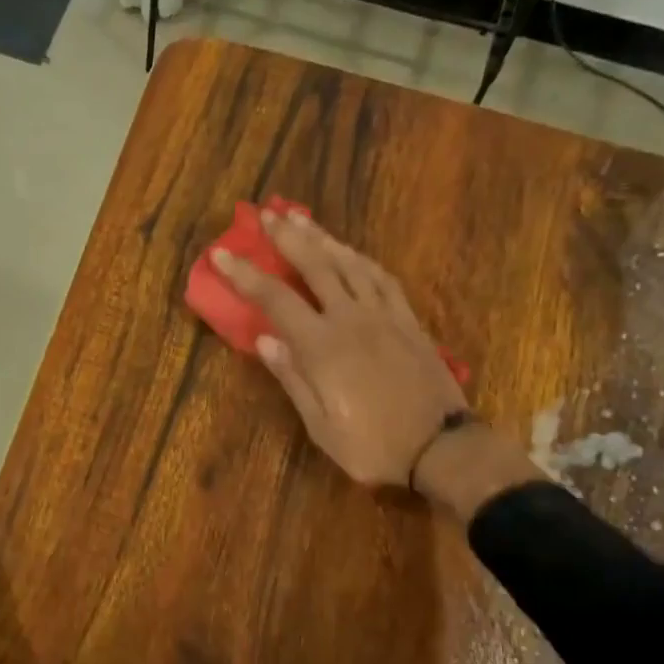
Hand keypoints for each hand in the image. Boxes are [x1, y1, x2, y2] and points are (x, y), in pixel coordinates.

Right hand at [213, 210, 468, 486]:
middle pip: (315, 266)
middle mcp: (352, 320)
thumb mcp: (321, 425)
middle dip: (288, 238)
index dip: (246, 274)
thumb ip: (293, 378)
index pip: (275, 299)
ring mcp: (384, 316)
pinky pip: (382, 278)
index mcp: (322, 347)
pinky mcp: (409, 321)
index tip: (221, 252)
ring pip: (350, 264)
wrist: (441, 449)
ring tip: (302, 219)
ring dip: (324, 239)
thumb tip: (265, 340)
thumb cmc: (372, 446)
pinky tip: (351, 252)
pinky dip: (361, 259)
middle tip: (267, 213)